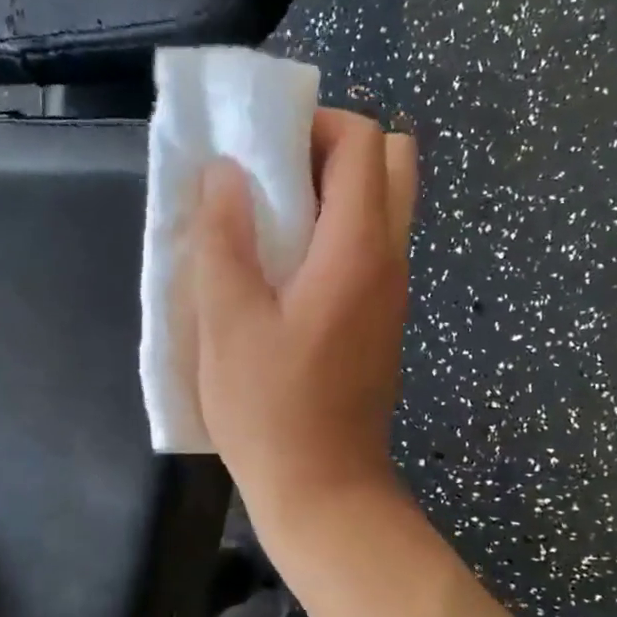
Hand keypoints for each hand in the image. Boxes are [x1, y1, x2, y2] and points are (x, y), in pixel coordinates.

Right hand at [190, 107, 417, 537]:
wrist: (323, 490)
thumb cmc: (269, 409)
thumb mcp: (227, 321)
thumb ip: (224, 237)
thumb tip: (225, 171)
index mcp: (357, 249)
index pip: (362, 142)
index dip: (312, 126)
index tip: (258, 149)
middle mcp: (390, 259)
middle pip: (388, 163)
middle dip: (330, 151)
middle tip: (271, 182)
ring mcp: (392, 291)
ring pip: (382, 206)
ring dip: (330, 194)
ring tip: (269, 226)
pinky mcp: (381, 319)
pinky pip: (370, 247)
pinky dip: (334, 233)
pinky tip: (283, 273)